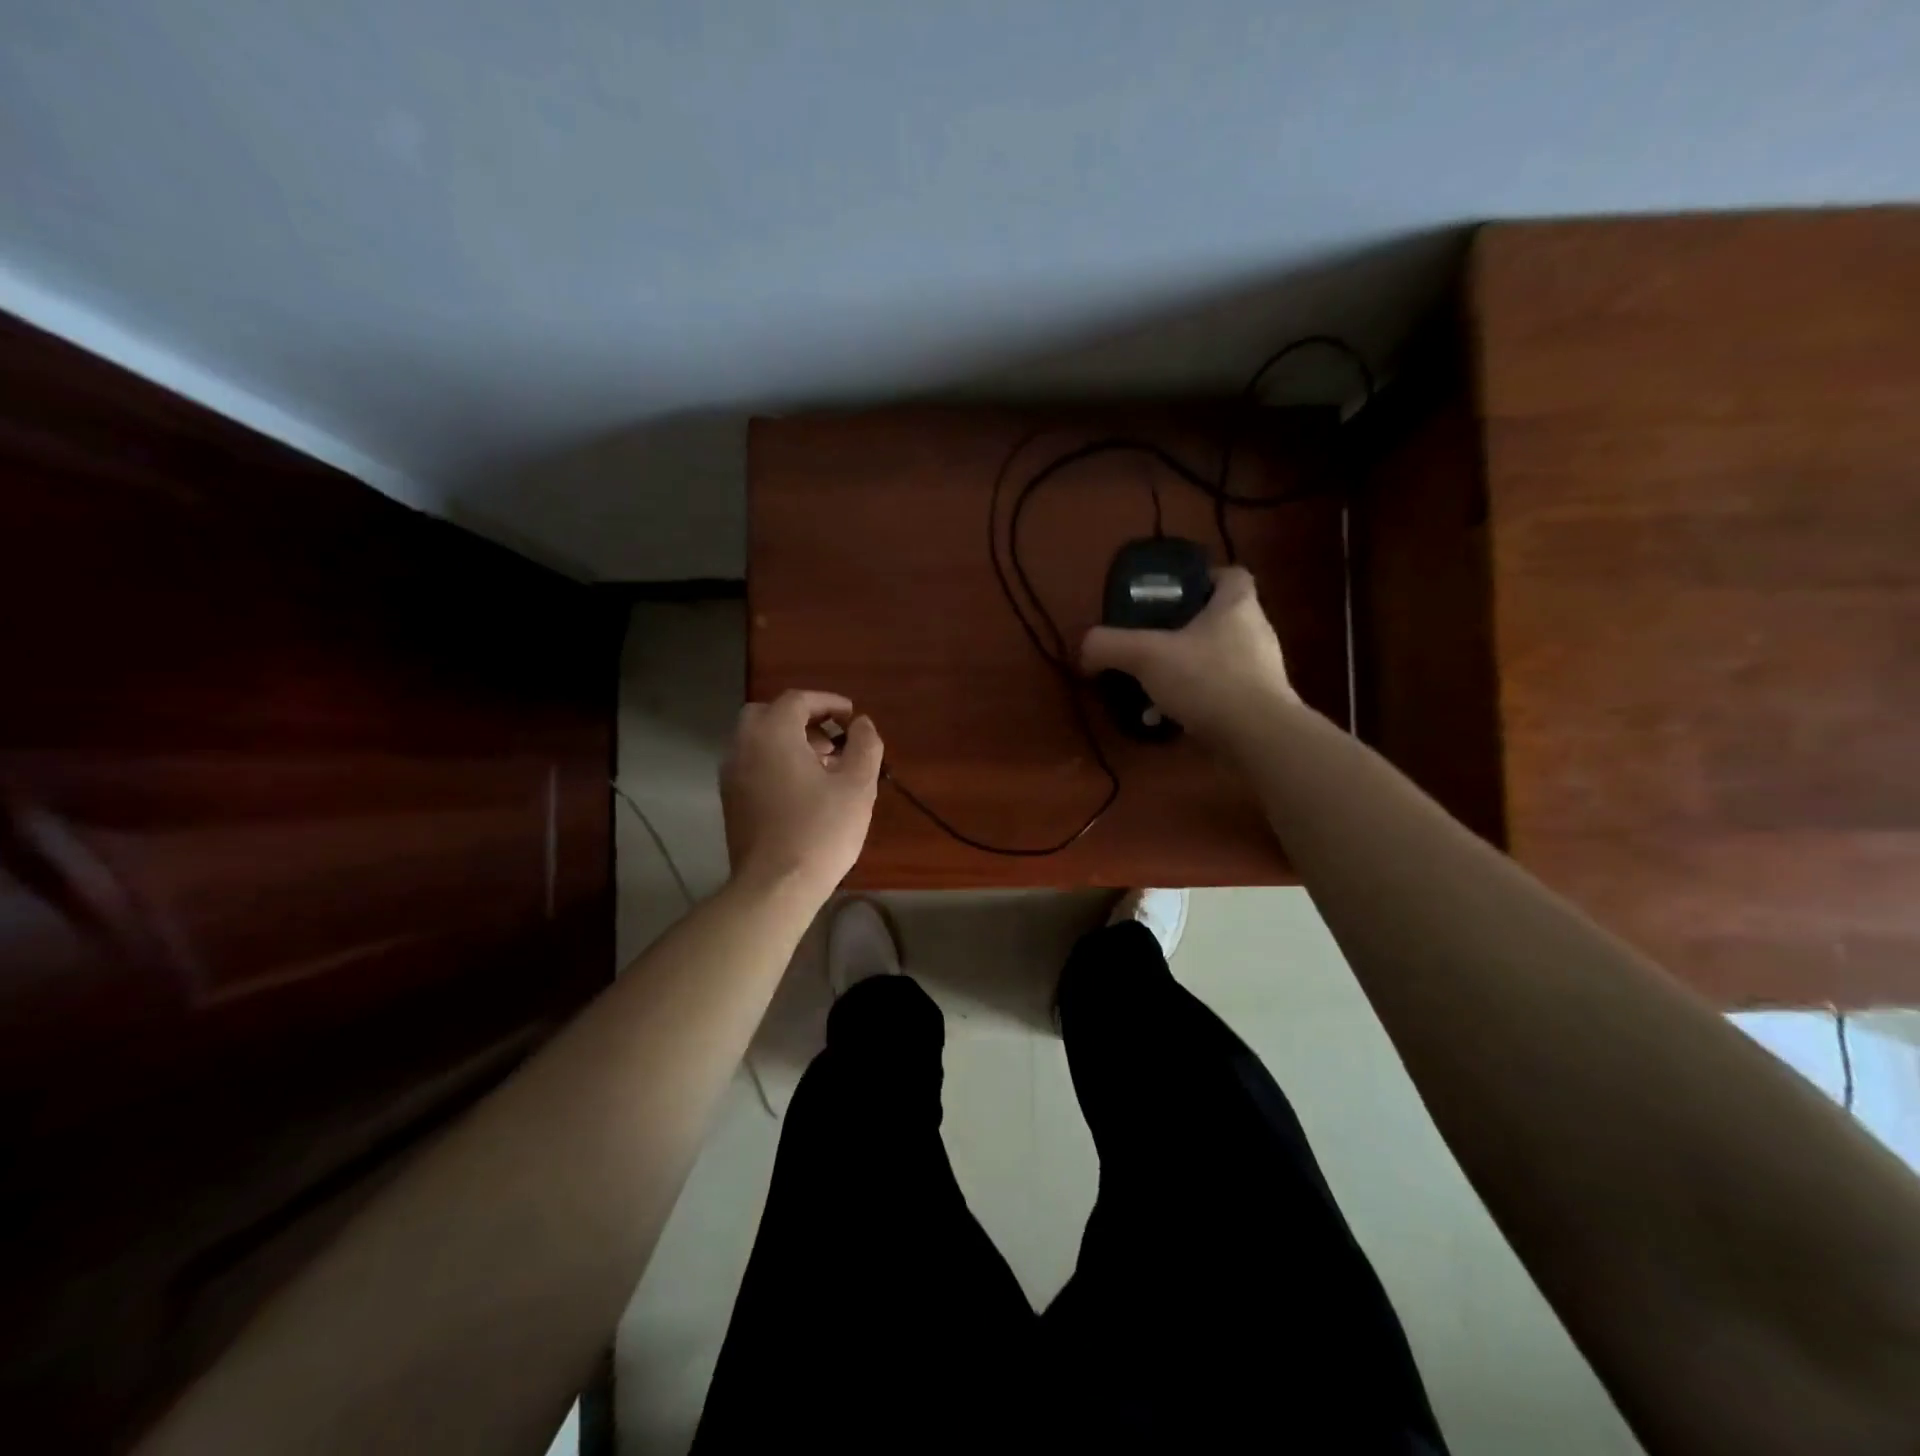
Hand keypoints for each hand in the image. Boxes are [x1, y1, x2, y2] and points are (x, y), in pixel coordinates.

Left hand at [721, 690, 882, 898]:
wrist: (774, 886)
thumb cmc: (820, 830)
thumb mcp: (857, 785)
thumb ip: (864, 746)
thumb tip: (862, 724)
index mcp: (772, 733)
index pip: (797, 700)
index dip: (828, 703)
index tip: (851, 716)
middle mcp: (744, 746)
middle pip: (769, 714)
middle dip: (803, 719)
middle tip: (833, 739)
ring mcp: (731, 775)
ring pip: (758, 741)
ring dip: (789, 742)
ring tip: (825, 767)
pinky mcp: (731, 801)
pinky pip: (753, 765)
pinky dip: (776, 762)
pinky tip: (804, 790)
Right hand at [1080, 566, 1297, 743]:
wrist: (1257, 738)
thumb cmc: (1207, 679)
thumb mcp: (1146, 656)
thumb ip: (1109, 646)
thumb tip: (1084, 649)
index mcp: (1237, 605)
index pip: (1230, 575)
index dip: (1202, 579)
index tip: (1172, 595)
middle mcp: (1256, 632)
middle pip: (1220, 618)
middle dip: (1186, 629)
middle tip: (1152, 640)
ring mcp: (1261, 671)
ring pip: (1218, 658)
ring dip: (1188, 668)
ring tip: (1154, 684)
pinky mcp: (1259, 704)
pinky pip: (1221, 692)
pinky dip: (1196, 700)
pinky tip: (1170, 716)